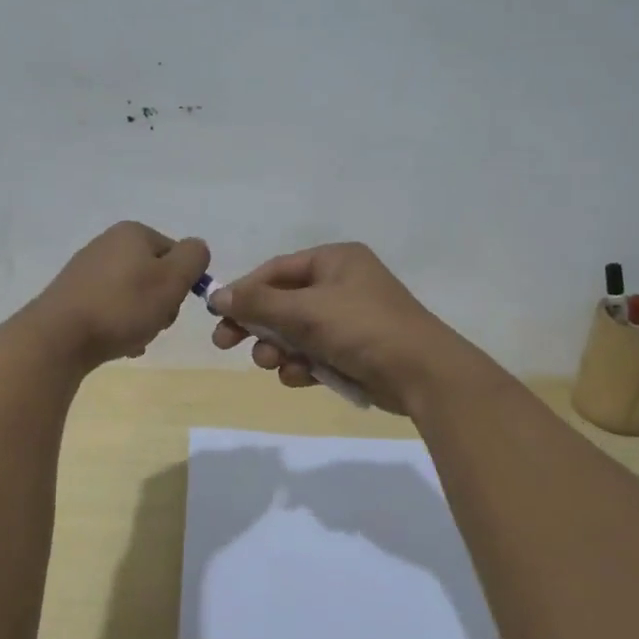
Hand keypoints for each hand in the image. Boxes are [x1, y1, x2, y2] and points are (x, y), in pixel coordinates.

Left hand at [27, 222, 208, 368]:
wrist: (59, 337)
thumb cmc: (123, 306)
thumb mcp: (172, 279)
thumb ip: (194, 258)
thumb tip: (196, 250)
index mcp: (133, 233)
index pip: (177, 254)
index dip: (182, 282)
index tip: (173, 304)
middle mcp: (108, 243)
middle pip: (155, 275)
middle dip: (161, 303)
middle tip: (154, 323)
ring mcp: (87, 270)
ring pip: (134, 295)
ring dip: (142, 318)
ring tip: (133, 338)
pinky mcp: (73, 296)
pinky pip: (111, 309)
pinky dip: (120, 326)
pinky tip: (117, 344)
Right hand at [207, 243, 482, 413]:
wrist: (422, 374)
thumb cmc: (362, 328)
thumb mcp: (306, 311)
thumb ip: (259, 304)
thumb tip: (218, 296)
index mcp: (334, 261)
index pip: (276, 270)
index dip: (244, 291)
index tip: (217, 314)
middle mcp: (341, 284)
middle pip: (283, 302)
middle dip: (258, 325)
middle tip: (226, 344)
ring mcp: (349, 320)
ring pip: (296, 332)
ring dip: (279, 349)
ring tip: (274, 363)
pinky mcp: (354, 351)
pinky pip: (315, 353)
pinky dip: (303, 365)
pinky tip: (301, 377)